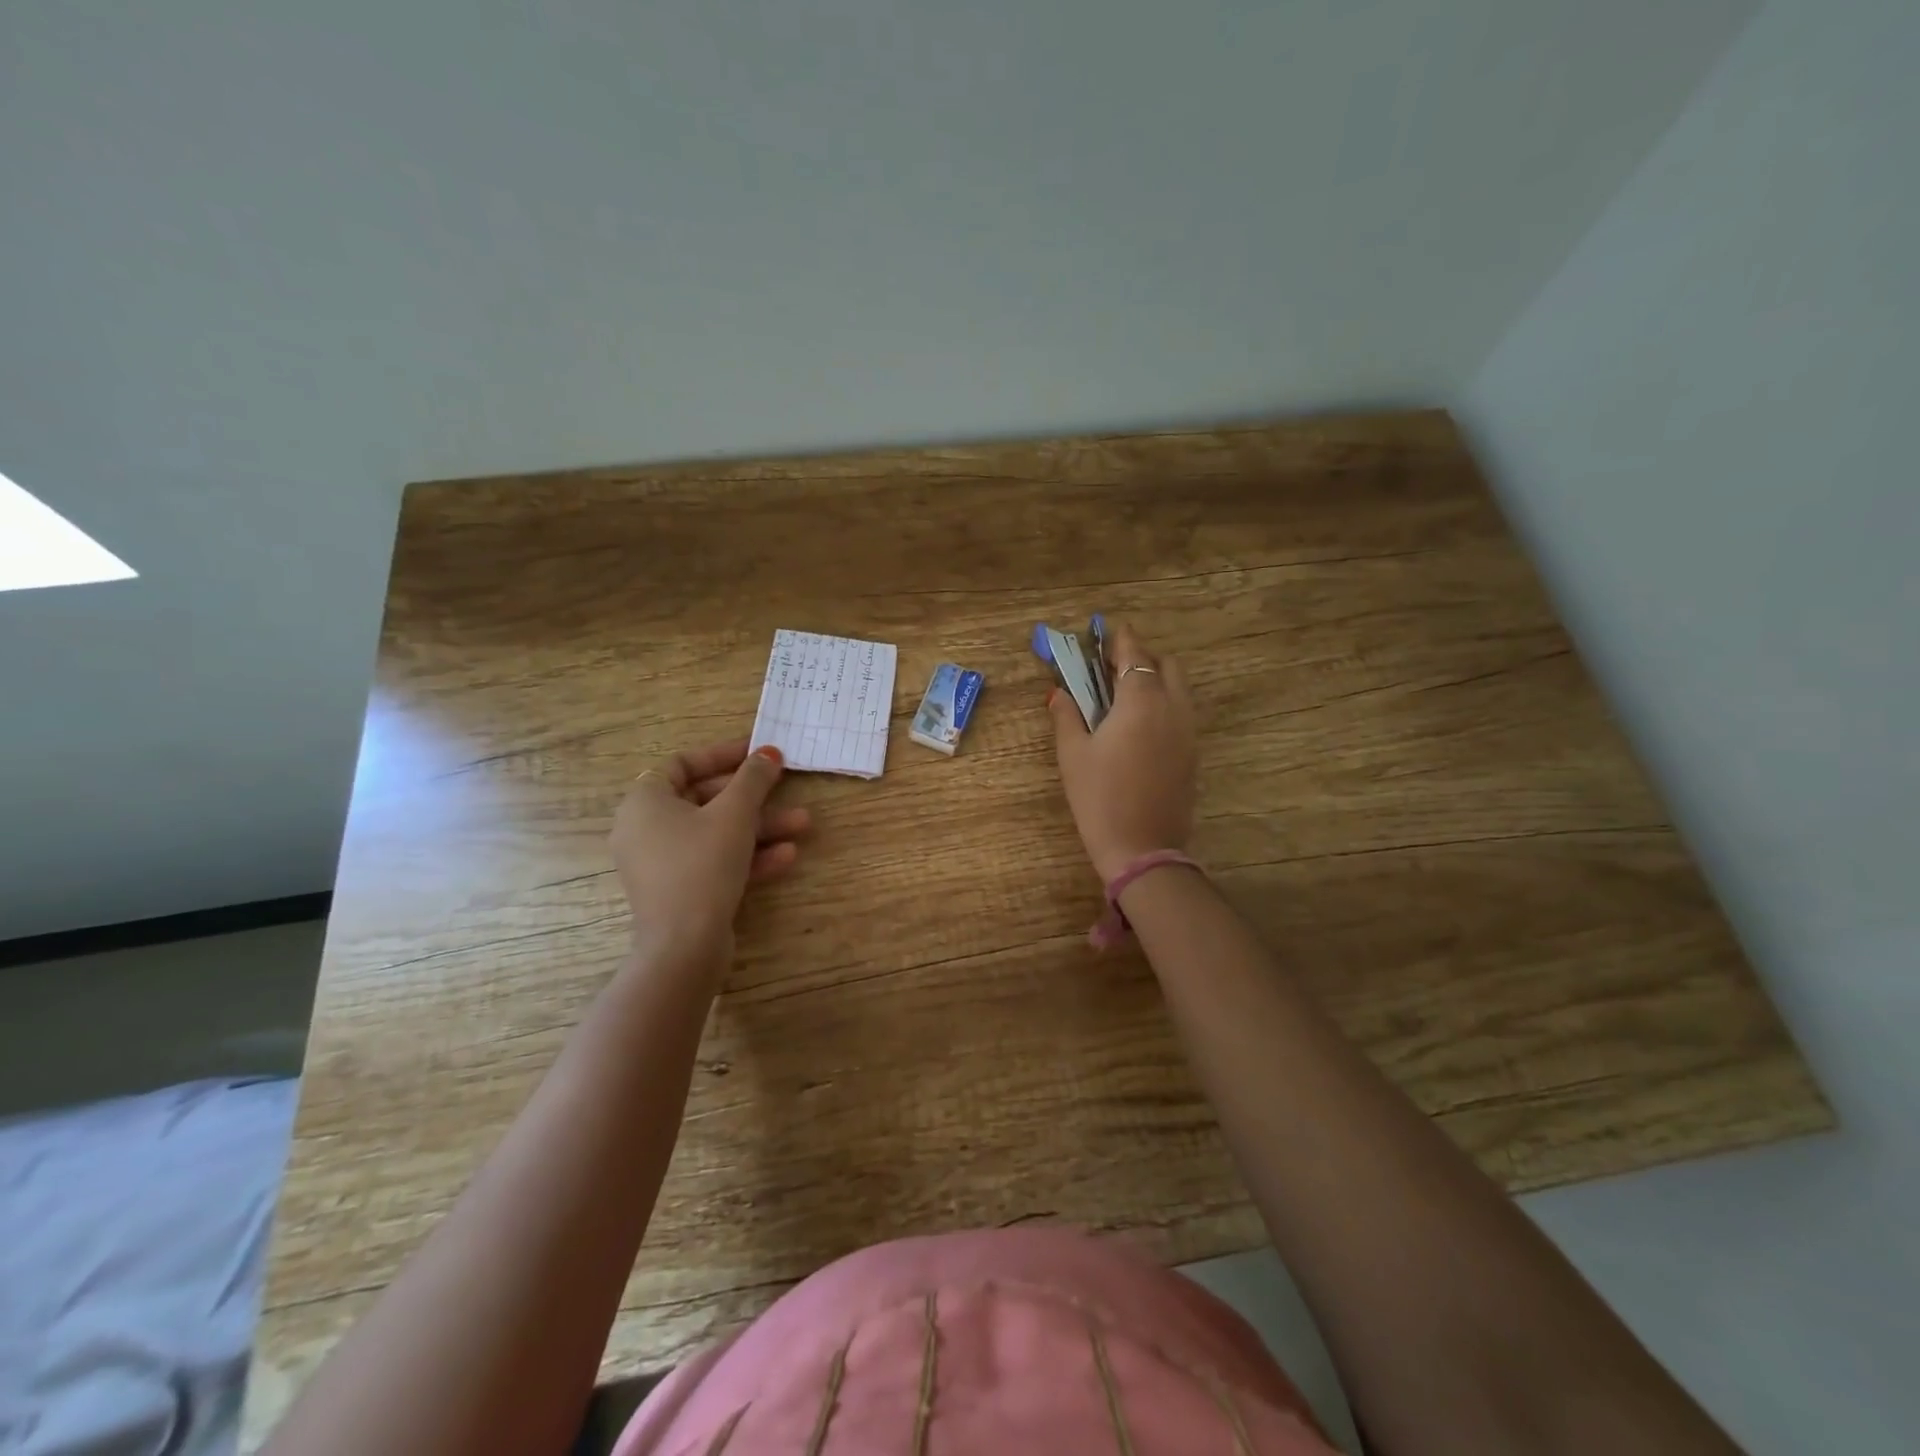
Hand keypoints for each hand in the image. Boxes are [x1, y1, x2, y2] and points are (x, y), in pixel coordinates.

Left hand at [610, 740, 809, 972]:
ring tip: (803, 825)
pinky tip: (787, 856)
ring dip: (760, 827)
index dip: (723, 755)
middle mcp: (646, 829)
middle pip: (705, 799)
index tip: (758, 754)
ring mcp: (661, 863)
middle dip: (754, 797)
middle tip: (787, 789)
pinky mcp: (679, 890)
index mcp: (645, 802)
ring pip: (716, 833)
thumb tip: (769, 752)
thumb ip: (753, 778)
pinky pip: (714, 861)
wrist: (684, 946)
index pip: (682, 764)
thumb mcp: (734, 814)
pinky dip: (747, 856)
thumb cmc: (702, 865)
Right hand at [1047, 622, 1197, 882]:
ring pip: (1178, 688)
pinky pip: (1181, 712)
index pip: (1134, 654)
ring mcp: (1187, 731)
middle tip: (1111, 668)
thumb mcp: (1073, 755)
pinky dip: (1163, 703)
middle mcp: (1172, 707)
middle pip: (1165, 664)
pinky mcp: (1192, 753)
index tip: (1106, 631)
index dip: (1120, 640)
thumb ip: (1067, 716)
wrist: (1142, 848)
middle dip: (1142, 657)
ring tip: (1123, 695)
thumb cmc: (1099, 798)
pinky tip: (1138, 724)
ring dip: (1155, 679)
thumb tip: (1059, 693)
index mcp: (1141, 701)